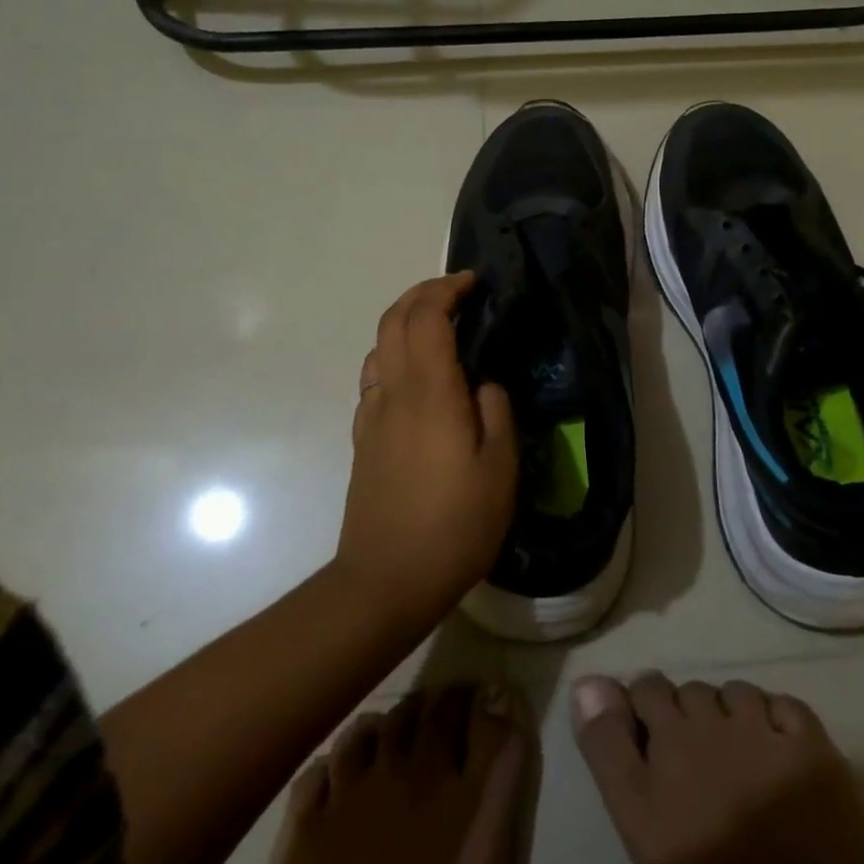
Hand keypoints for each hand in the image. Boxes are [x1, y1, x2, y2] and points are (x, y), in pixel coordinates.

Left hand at [338, 272, 517, 624]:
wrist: (386, 580)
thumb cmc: (454, 524)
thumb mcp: (499, 468)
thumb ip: (496, 412)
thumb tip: (484, 384)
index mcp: (430, 391)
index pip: (426, 316)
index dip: (447, 289)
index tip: (474, 283)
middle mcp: (393, 392)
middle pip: (392, 320)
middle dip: (421, 294)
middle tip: (456, 293)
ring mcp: (372, 415)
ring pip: (378, 346)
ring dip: (404, 322)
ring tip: (438, 328)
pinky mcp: (364, 439)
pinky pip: (374, 377)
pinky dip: (394, 355)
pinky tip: (417, 378)